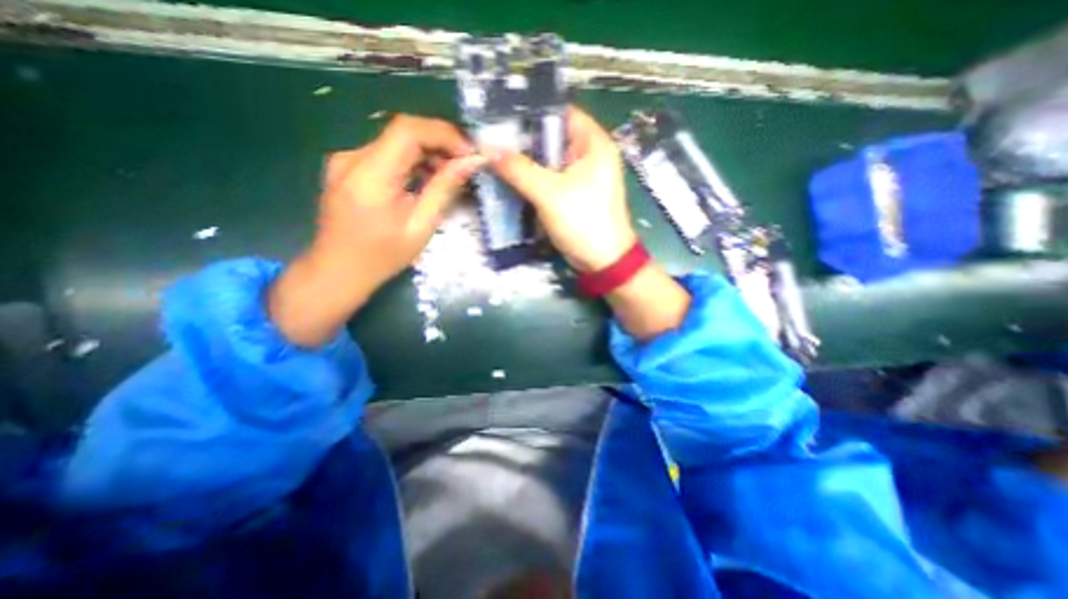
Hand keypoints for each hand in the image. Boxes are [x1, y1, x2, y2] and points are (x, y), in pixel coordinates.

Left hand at [270, 114, 485, 345]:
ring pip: (396, 142)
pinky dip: (411, 162)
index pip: (408, 130)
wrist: (338, 271)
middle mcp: (352, 157)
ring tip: (450, 175)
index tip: (470, 153)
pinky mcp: (347, 168)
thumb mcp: (420, 226)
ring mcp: (346, 160)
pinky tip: (425, 180)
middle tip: (466, 165)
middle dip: (440, 144)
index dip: (444, 134)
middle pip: (403, 133)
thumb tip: (471, 162)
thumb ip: (444, 189)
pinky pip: (386, 154)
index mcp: (370, 174)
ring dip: (427, 153)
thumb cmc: (382, 257)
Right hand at [487, 102, 637, 269]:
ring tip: (493, 156)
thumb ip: (519, 169)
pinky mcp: (572, 194)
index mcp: (593, 143)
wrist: (602, 261)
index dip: (532, 110)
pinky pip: (549, 179)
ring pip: (548, 160)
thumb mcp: (549, 193)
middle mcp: (588, 154)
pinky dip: (532, 179)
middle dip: (523, 139)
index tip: (501, 114)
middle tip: (490, 138)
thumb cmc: (583, 221)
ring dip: (525, 161)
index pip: (561, 111)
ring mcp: (580, 176)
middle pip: (551, 137)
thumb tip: (488, 149)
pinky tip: (510, 178)